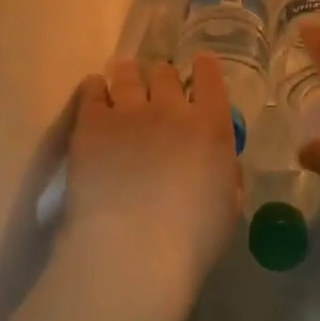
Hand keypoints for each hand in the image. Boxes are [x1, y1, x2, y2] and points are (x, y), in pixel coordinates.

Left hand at [59, 52, 241, 306]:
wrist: (132, 252)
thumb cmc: (190, 242)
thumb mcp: (228, 210)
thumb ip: (227, 176)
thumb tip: (220, 162)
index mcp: (210, 126)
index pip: (210, 77)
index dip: (204, 68)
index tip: (199, 67)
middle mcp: (171, 108)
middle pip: (165, 73)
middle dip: (162, 78)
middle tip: (156, 91)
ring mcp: (129, 112)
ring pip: (128, 74)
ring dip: (128, 76)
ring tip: (123, 80)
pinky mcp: (91, 123)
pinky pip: (92, 91)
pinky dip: (95, 89)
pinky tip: (95, 92)